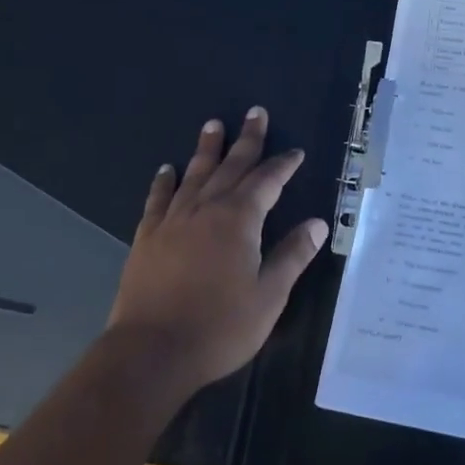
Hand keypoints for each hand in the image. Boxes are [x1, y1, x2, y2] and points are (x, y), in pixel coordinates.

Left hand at [105, 108, 327, 394]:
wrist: (152, 351)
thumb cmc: (219, 327)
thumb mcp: (268, 296)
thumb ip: (292, 256)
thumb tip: (317, 224)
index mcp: (239, 220)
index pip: (267, 181)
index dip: (283, 165)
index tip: (295, 152)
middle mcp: (206, 209)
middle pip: (231, 166)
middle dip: (247, 140)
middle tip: (255, 112)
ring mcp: (173, 221)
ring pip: (194, 175)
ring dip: (207, 149)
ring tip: (213, 124)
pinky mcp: (147, 237)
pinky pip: (158, 199)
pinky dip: (164, 182)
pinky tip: (167, 169)